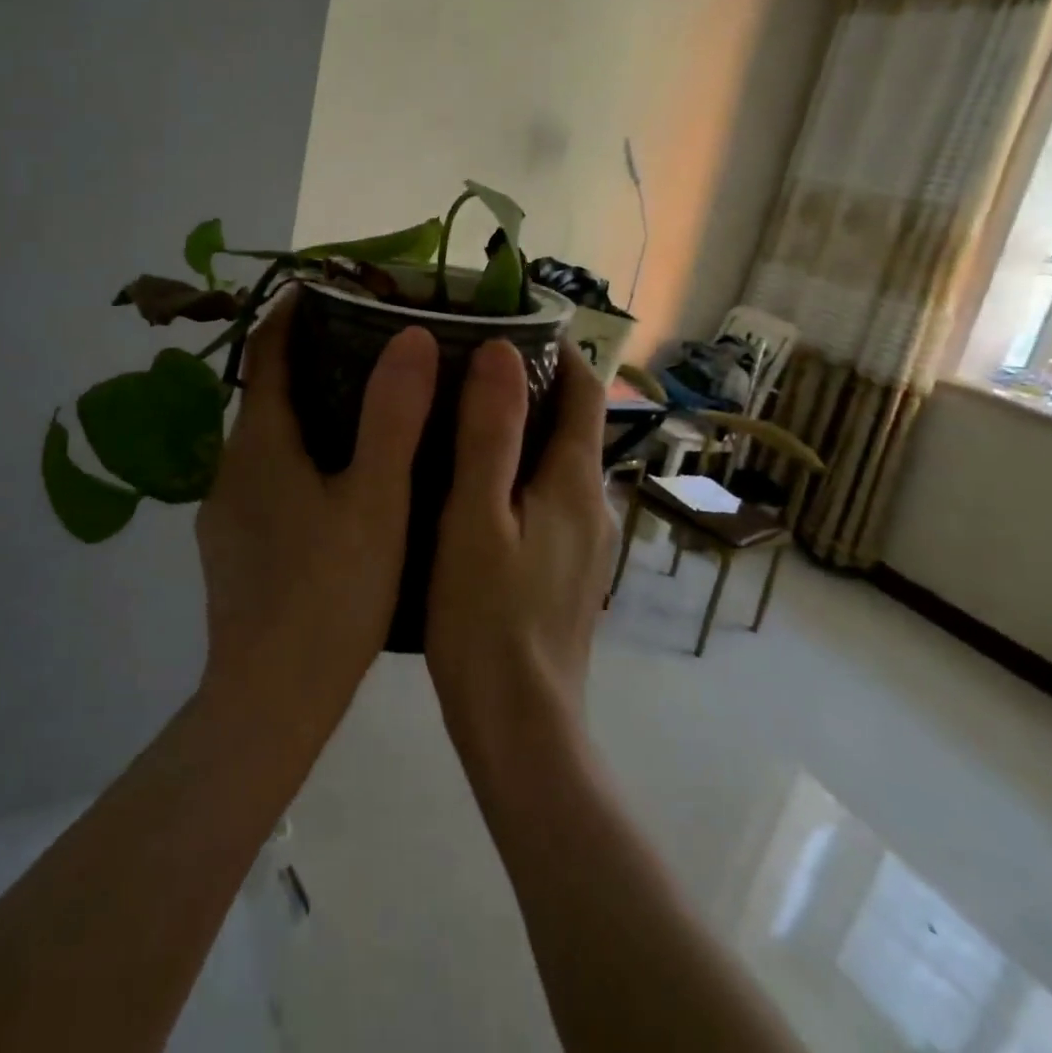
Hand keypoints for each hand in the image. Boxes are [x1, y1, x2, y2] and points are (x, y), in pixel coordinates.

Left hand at [194, 290, 437, 736]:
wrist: (269, 700)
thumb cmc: (328, 593)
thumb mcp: (376, 500)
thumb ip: (394, 416)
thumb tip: (409, 336)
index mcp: (260, 445)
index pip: (265, 353)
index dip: (290, 313)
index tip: (326, 288)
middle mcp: (231, 468)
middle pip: (264, 395)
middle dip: (307, 362)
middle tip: (367, 347)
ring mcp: (226, 511)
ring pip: (267, 442)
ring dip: (305, 413)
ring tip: (364, 409)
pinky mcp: (233, 548)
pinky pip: (266, 479)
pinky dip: (298, 458)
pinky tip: (339, 484)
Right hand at [425, 339, 614, 752]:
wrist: (520, 729)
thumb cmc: (488, 618)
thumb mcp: (476, 517)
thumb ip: (490, 433)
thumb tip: (501, 350)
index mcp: (576, 484)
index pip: (582, 391)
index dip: (555, 350)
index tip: (505, 323)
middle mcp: (594, 506)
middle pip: (571, 424)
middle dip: (530, 384)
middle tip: (463, 363)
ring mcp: (585, 544)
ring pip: (557, 464)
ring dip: (520, 429)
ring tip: (458, 414)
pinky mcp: (566, 573)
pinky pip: (547, 499)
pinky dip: (518, 472)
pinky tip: (469, 486)